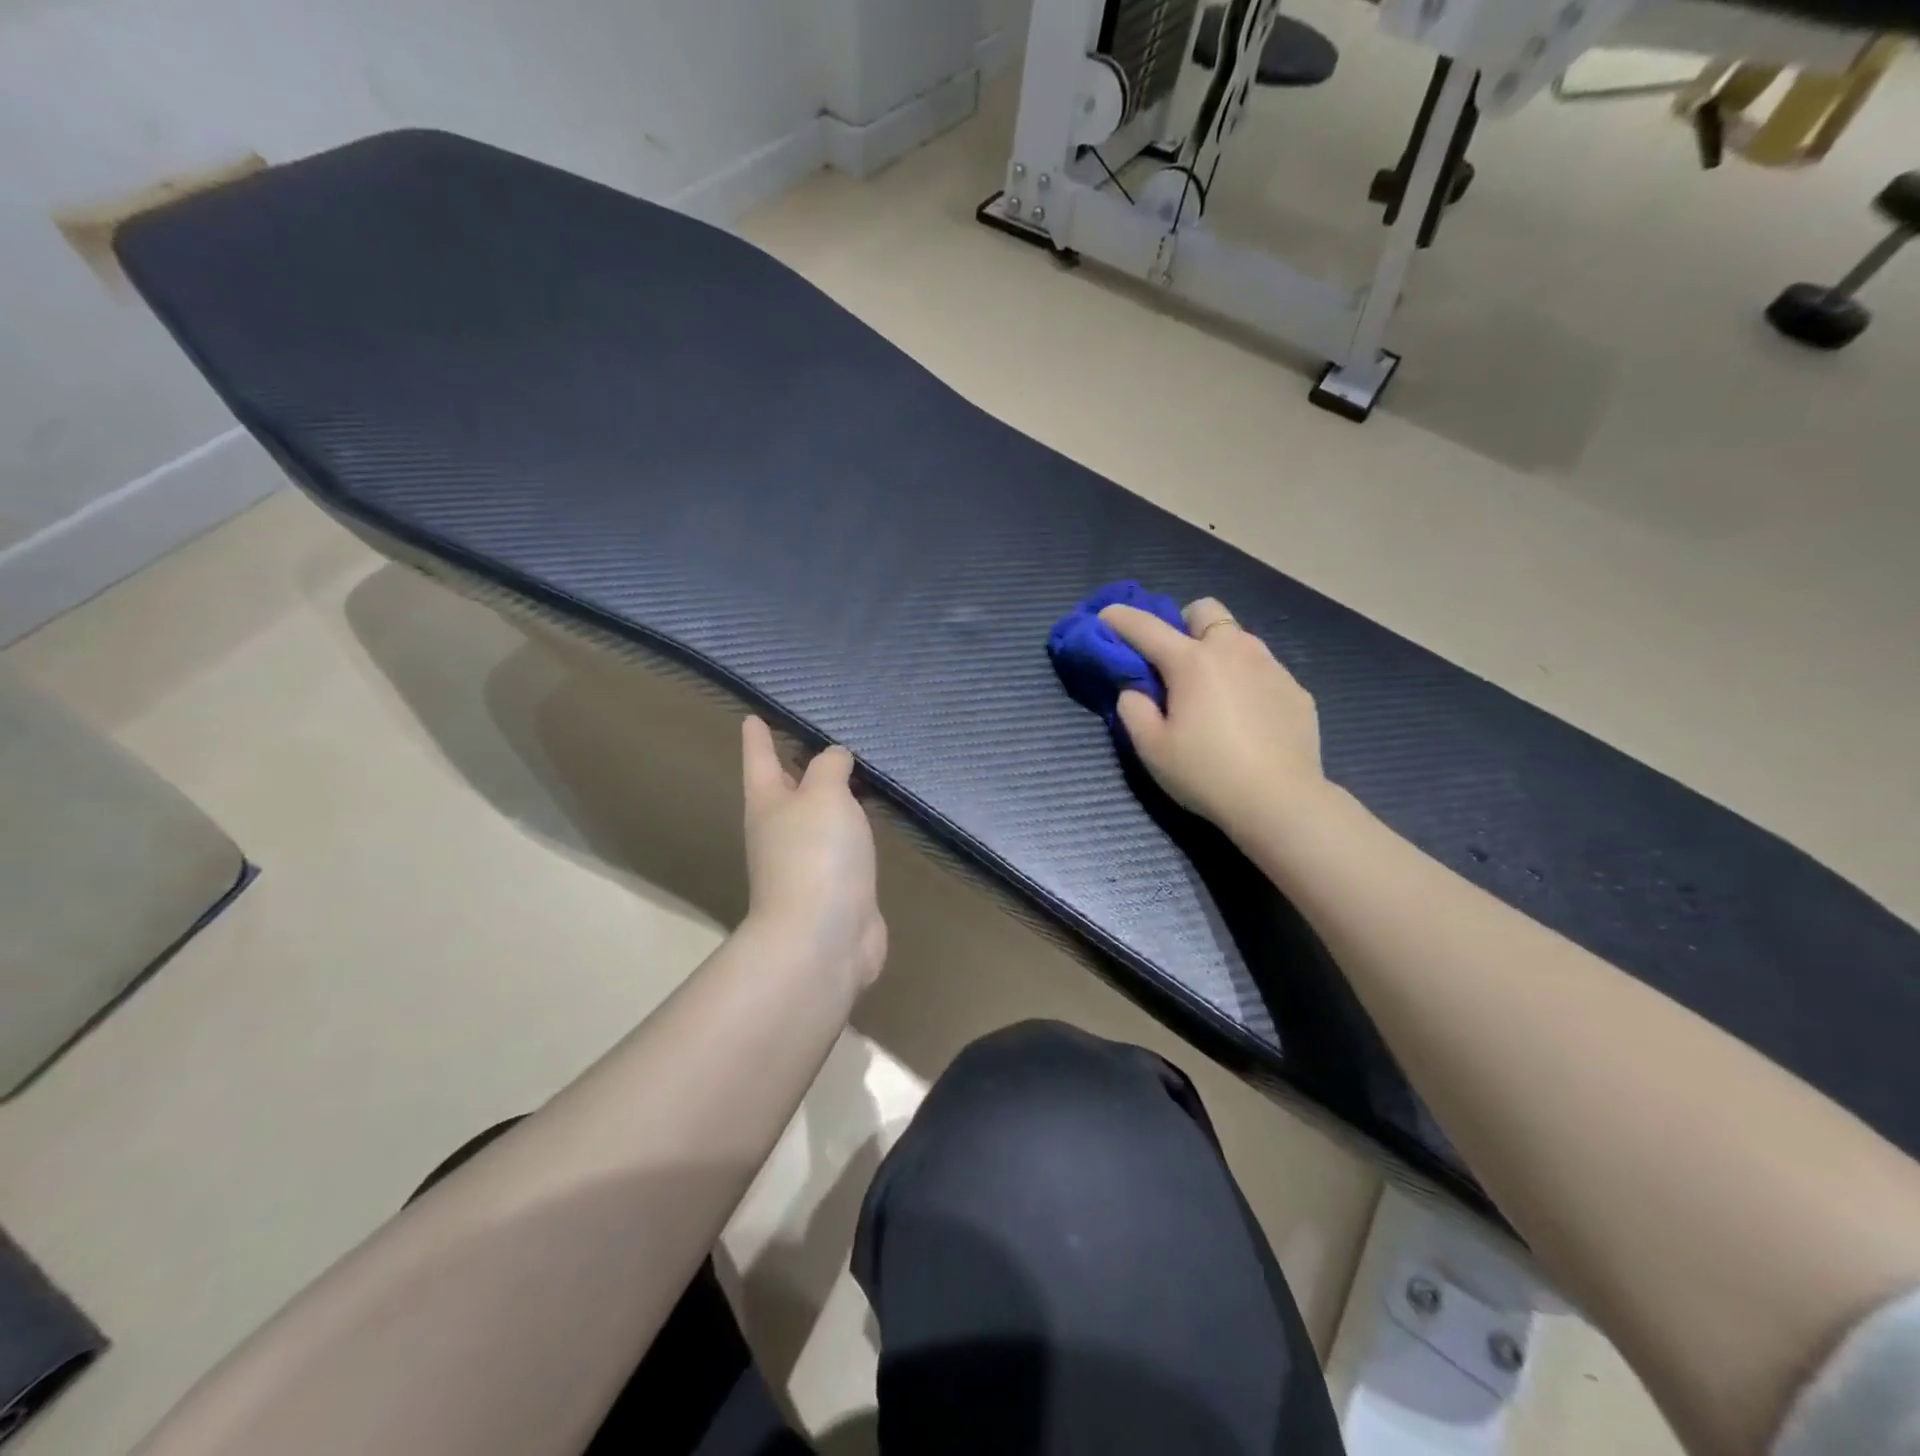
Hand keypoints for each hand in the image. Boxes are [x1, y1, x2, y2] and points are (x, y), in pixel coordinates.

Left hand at [741, 716, 886, 991]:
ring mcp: (805, 863)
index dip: (757, 737)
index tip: (752, 717)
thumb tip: (833, 758)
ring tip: (851, 777)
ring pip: (817, 819)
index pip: (761, 759)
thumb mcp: (824, 795)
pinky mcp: (834, 887)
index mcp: (768, 803)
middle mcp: (780, 831)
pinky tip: (868, 823)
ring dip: (828, 800)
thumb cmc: (816, 854)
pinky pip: (842, 846)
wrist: (822, 938)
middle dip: (796, 766)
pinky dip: (852, 830)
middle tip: (814, 741)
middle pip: (786, 789)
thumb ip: (829, 768)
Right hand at [1100, 597, 1327, 835]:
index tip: (1106, 615)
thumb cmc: (1206, 774)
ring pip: (1239, 639)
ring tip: (1214, 693)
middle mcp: (1234, 651)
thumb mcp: (1152, 748)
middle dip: (1184, 624)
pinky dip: (1247, 682)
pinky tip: (1247, 719)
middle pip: (1205, 610)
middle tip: (1175, 661)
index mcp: (1192, 662)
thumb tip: (1135, 690)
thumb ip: (1134, 709)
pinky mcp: (1296, 690)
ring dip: (1218, 652)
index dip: (1121, 619)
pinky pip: (1264, 670)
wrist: (1281, 802)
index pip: (1147, 627)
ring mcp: (1271, 667)